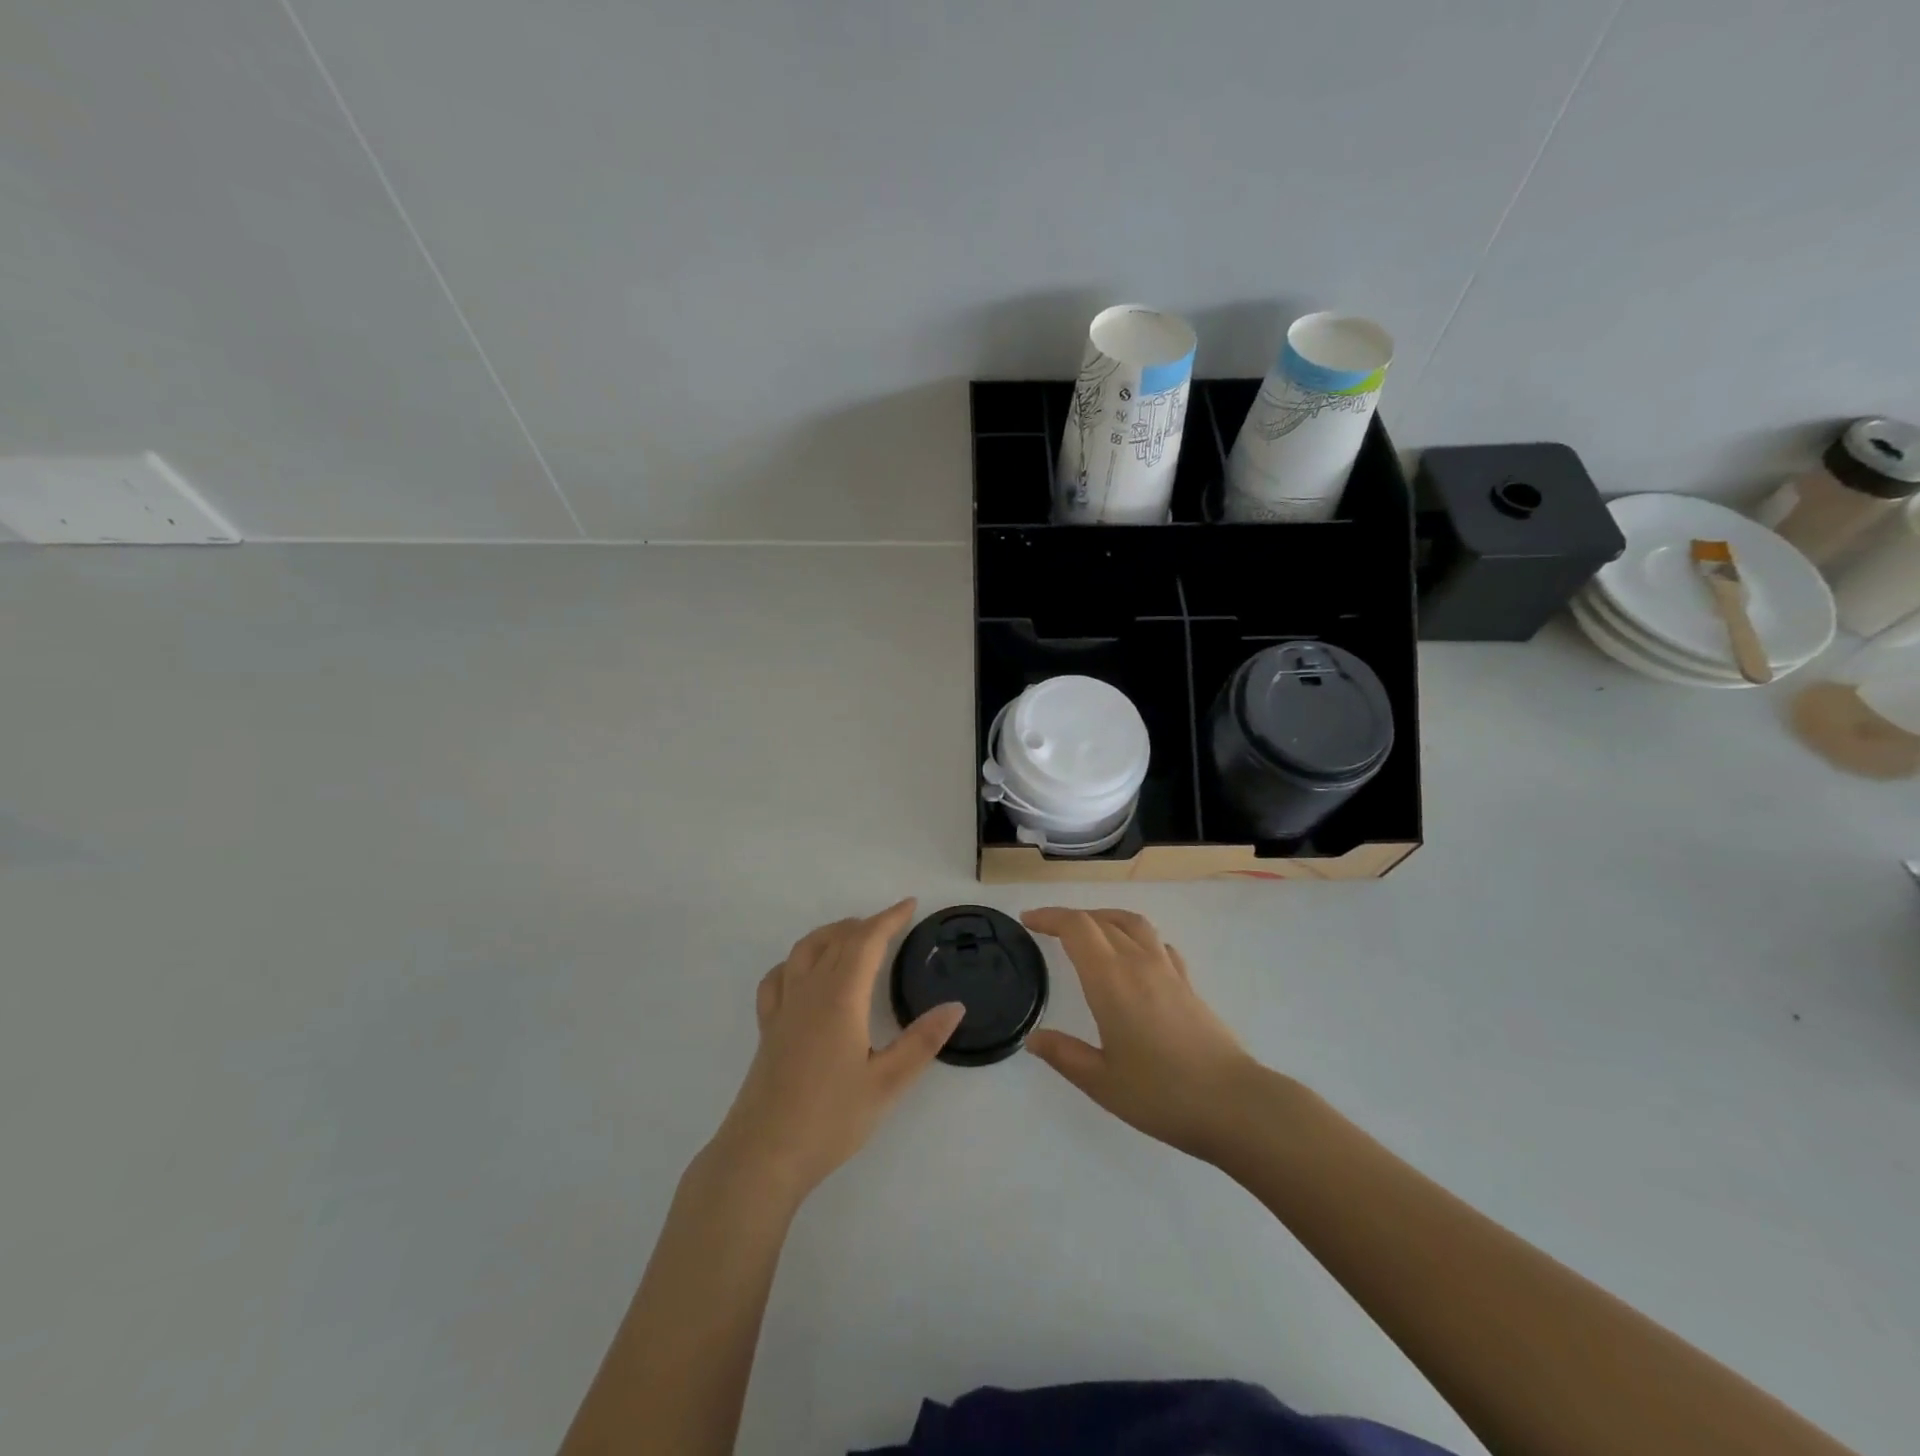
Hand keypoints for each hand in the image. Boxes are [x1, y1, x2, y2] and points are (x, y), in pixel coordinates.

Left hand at [707, 899, 963, 1207]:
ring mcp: (783, 1007)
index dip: (889, 918)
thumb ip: (922, 1041)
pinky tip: (804, 972)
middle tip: (891, 923)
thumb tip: (955, 1006)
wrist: (763, 1155)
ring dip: (831, 934)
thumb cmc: (830, 1119)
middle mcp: (809, 991)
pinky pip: (779, 977)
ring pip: (804, 950)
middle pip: (836, 940)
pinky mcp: (768, 1028)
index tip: (910, 905)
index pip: (866, 941)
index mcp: (841, 997)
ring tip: (852, 936)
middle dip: (865, 924)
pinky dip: (797, 961)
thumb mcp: (887, 1083)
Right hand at [1023, 908, 1258, 1162]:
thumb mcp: (1101, 1082)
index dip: (1050, 917)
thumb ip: (1065, 1055)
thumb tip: (1034, 1039)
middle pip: (1101, 920)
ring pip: (1133, 923)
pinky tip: (1133, 957)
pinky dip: (1135, 937)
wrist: (1234, 1104)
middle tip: (1047, 929)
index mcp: (1111, 980)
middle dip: (1070, 918)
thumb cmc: (1161, 1094)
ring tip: (1088, 932)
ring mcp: (1168, 970)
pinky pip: (1157, 943)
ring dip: (1104, 918)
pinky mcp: (1188, 984)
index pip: (1077, 927)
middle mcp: (1138, 963)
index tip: (1028, 921)